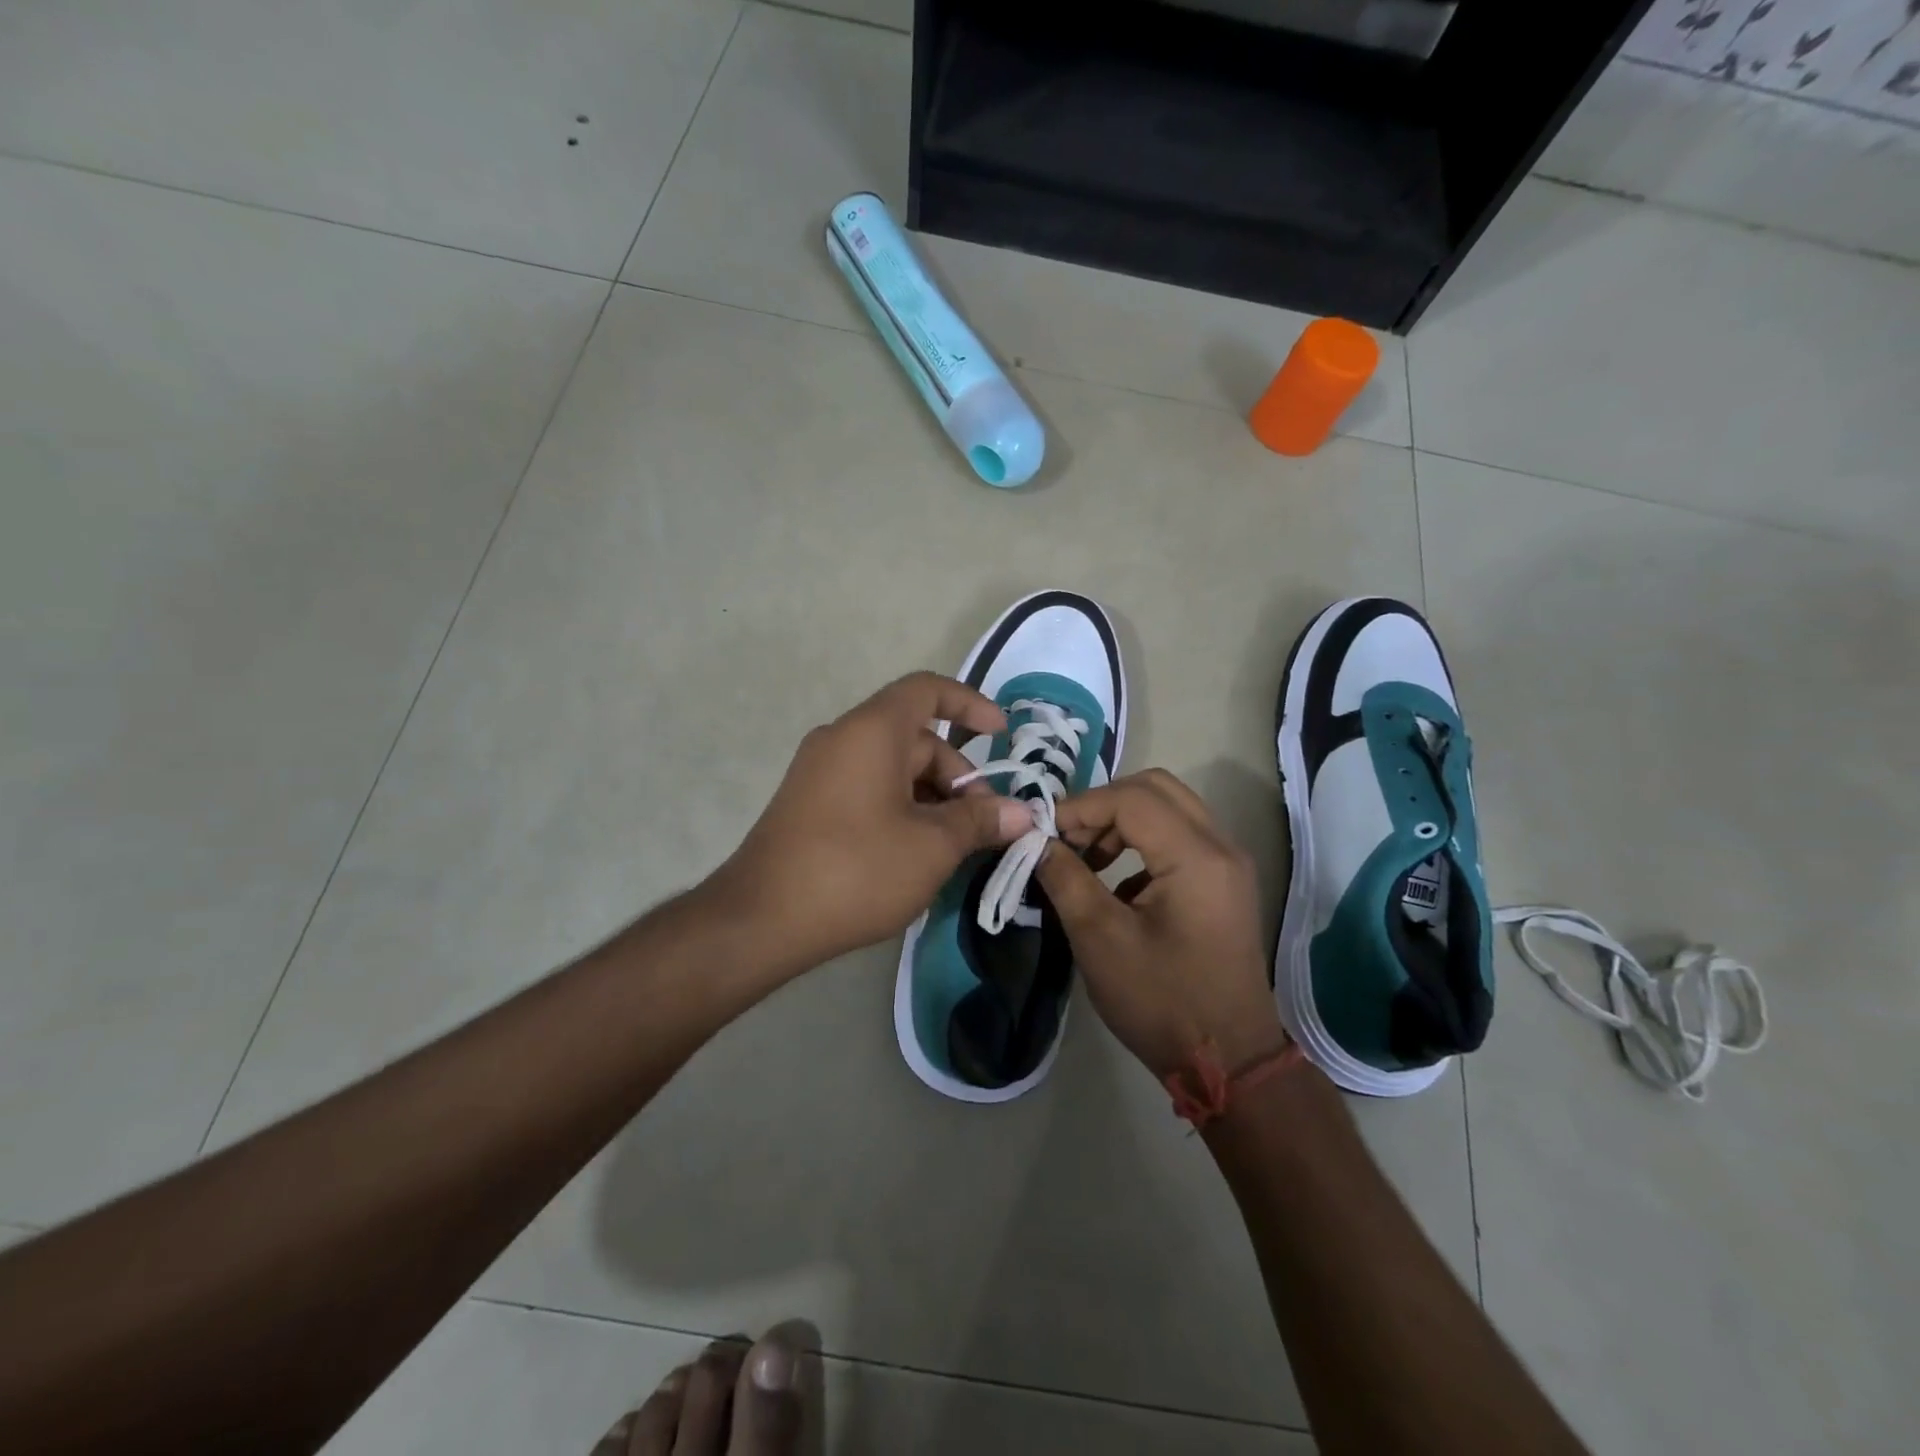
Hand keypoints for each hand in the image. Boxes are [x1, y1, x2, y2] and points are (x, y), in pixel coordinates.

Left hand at [713, 672, 1031, 974]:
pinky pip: (868, 789)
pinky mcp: (810, 803)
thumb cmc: (856, 870)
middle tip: (985, 827)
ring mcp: (821, 771)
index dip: (970, 704)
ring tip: (955, 848)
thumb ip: (980, 821)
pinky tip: (917, 854)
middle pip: (917, 739)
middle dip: (958, 778)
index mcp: (872, 731)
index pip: (928, 690)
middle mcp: (843, 739)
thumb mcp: (931, 846)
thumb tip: (1021, 813)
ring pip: (893, 769)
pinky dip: (902, 809)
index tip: (1001, 736)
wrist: (761, 919)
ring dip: (932, 799)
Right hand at [1034, 769, 1285, 1076]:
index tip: (1042, 833)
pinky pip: (1180, 837)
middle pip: (1156, 789)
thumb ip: (1065, 879)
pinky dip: (1142, 843)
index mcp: (1196, 856)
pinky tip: (1115, 885)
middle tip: (1067, 837)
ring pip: (1170, 809)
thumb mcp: (1100, 940)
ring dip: (1122, 821)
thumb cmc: (1162, 1001)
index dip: (1080, 807)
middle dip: (1103, 804)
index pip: (1131, 799)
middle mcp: (1220, 846)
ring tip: (1084, 859)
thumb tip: (1037, 842)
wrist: (1230, 1062)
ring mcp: (1228, 864)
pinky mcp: (1224, 884)